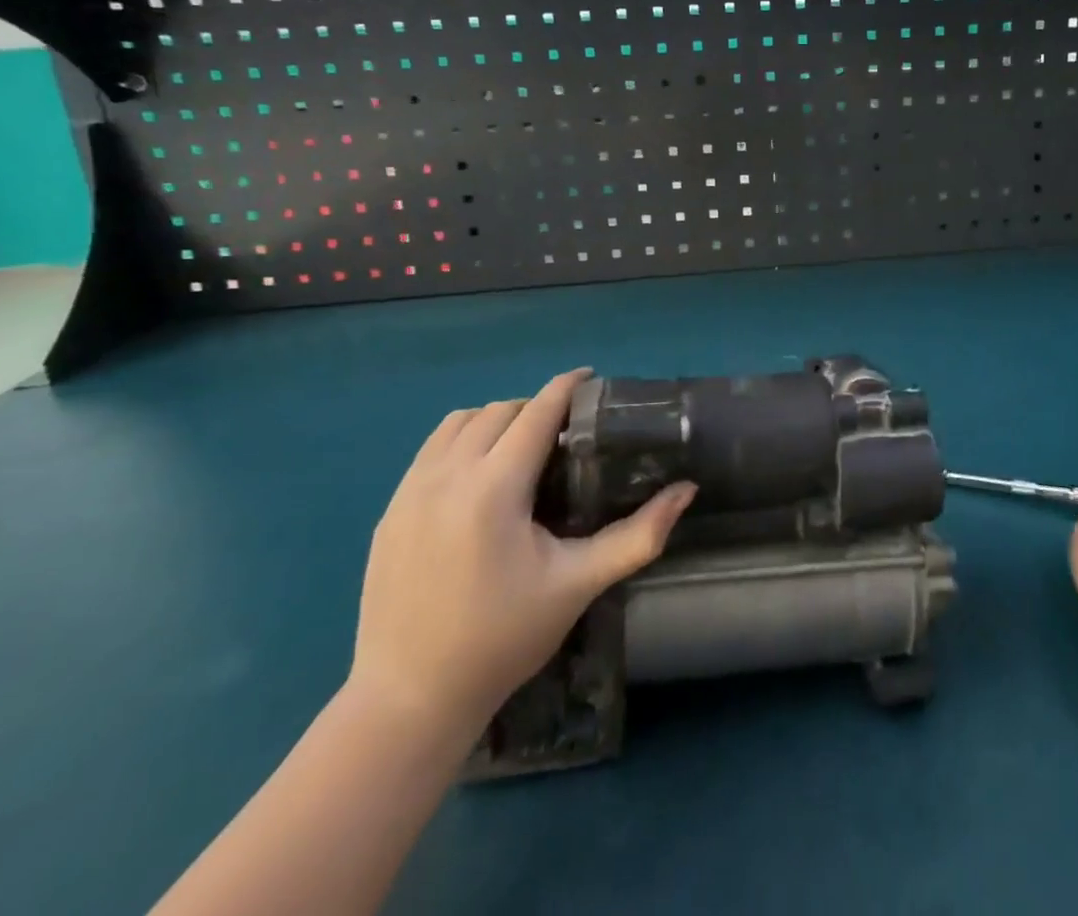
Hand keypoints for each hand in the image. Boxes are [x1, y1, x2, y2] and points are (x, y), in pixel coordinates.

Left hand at [348, 369, 695, 741]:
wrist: (409, 699)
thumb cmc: (502, 639)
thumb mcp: (578, 585)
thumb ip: (638, 535)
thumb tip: (687, 491)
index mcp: (494, 489)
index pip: (536, 412)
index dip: (567, 387)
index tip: (592, 379)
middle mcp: (447, 476)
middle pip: (500, 410)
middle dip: (537, 407)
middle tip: (568, 430)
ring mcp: (410, 490)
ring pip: (460, 422)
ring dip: (497, 419)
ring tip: (524, 446)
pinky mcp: (390, 510)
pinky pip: (432, 449)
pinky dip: (463, 440)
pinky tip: (481, 474)